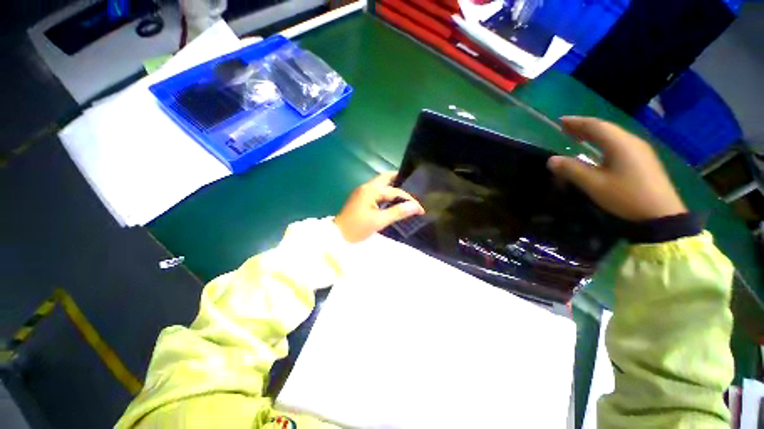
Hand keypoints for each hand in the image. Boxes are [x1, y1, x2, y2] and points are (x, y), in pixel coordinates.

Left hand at [335, 172, 424, 242]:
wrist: (337, 236)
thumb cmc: (357, 228)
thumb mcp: (379, 221)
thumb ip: (397, 212)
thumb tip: (416, 206)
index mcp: (371, 190)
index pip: (394, 191)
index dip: (408, 199)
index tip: (420, 209)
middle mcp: (366, 187)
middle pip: (385, 178)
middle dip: (399, 180)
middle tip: (413, 185)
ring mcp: (362, 192)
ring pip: (381, 184)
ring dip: (392, 186)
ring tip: (405, 194)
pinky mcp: (360, 198)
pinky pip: (376, 191)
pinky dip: (386, 193)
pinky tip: (392, 200)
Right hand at [547, 116, 686, 220]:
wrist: (661, 214)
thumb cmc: (626, 196)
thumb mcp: (595, 184)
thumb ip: (572, 170)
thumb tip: (551, 160)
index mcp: (620, 144)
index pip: (595, 126)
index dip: (576, 122)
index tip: (560, 121)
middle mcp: (632, 141)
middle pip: (606, 128)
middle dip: (584, 126)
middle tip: (566, 127)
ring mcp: (640, 150)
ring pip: (614, 135)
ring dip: (594, 134)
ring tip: (579, 137)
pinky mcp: (644, 160)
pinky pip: (620, 144)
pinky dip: (604, 142)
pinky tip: (599, 149)